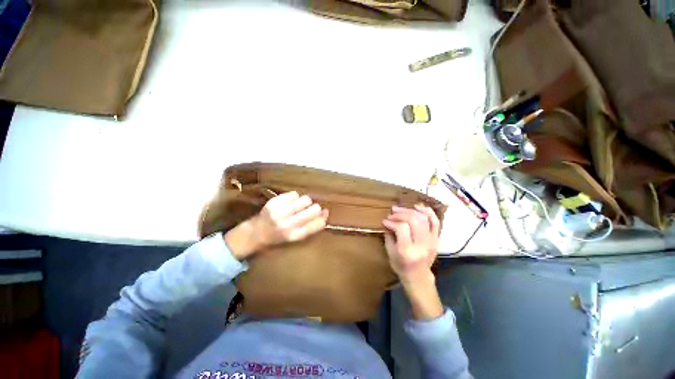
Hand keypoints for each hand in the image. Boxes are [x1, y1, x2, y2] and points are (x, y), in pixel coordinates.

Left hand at [225, 191, 328, 259]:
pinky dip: (295, 197)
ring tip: (299, 205)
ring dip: (305, 202)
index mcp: (295, 235)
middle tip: (310, 209)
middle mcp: (288, 225)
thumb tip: (326, 212)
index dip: (323, 217)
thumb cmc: (279, 236)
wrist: (256, 233)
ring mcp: (280, 212)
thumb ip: (312, 226)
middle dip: (315, 208)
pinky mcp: (274, 202)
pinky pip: (294, 194)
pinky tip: (290, 202)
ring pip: (305, 199)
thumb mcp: (296, 236)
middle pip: (314, 210)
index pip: (317, 224)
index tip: (323, 214)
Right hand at [383, 205, 442, 319]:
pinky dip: (427, 211)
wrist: (418, 276)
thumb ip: (388, 235)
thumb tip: (387, 221)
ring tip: (401, 209)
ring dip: (411, 210)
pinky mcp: (436, 238)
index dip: (392, 221)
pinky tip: (417, 207)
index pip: (402, 228)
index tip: (385, 220)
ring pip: (424, 218)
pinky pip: (435, 221)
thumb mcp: (390, 253)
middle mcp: (421, 245)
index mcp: (407, 251)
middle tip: (392, 213)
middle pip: (414, 220)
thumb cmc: (401, 266)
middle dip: (401, 213)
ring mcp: (431, 241)